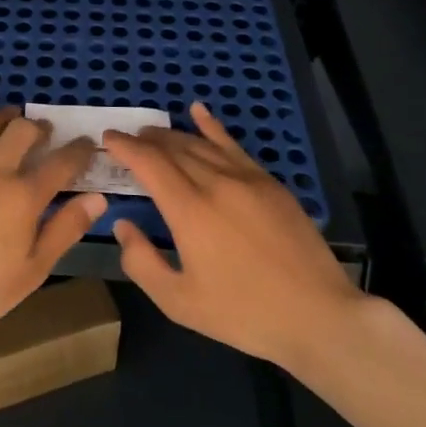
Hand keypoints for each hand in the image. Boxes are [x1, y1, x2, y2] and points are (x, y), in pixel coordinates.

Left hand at [0, 75, 103, 350]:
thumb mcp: (33, 270)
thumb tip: (98, 197)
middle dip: (39, 129)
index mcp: (23, 197)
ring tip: (13, 115)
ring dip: (4, 118)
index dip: (79, 151)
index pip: (61, 164)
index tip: (87, 145)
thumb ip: (65, 229)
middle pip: (23, 134)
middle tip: (44, 134)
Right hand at [104, 103, 365, 368]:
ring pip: (200, 144)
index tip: (107, 139)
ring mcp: (246, 179)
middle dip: (144, 140)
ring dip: (171, 135)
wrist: (318, 315)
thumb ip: (142, 262)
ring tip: (152, 133)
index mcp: (189, 210)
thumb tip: (123, 225)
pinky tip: (198, 111)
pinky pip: (233, 145)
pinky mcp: (269, 183)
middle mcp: (215, 183)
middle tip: (126, 140)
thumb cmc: (244, 314)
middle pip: (172, 148)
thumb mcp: (179, 302)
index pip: (149, 163)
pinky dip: (212, 126)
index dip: (125, 147)